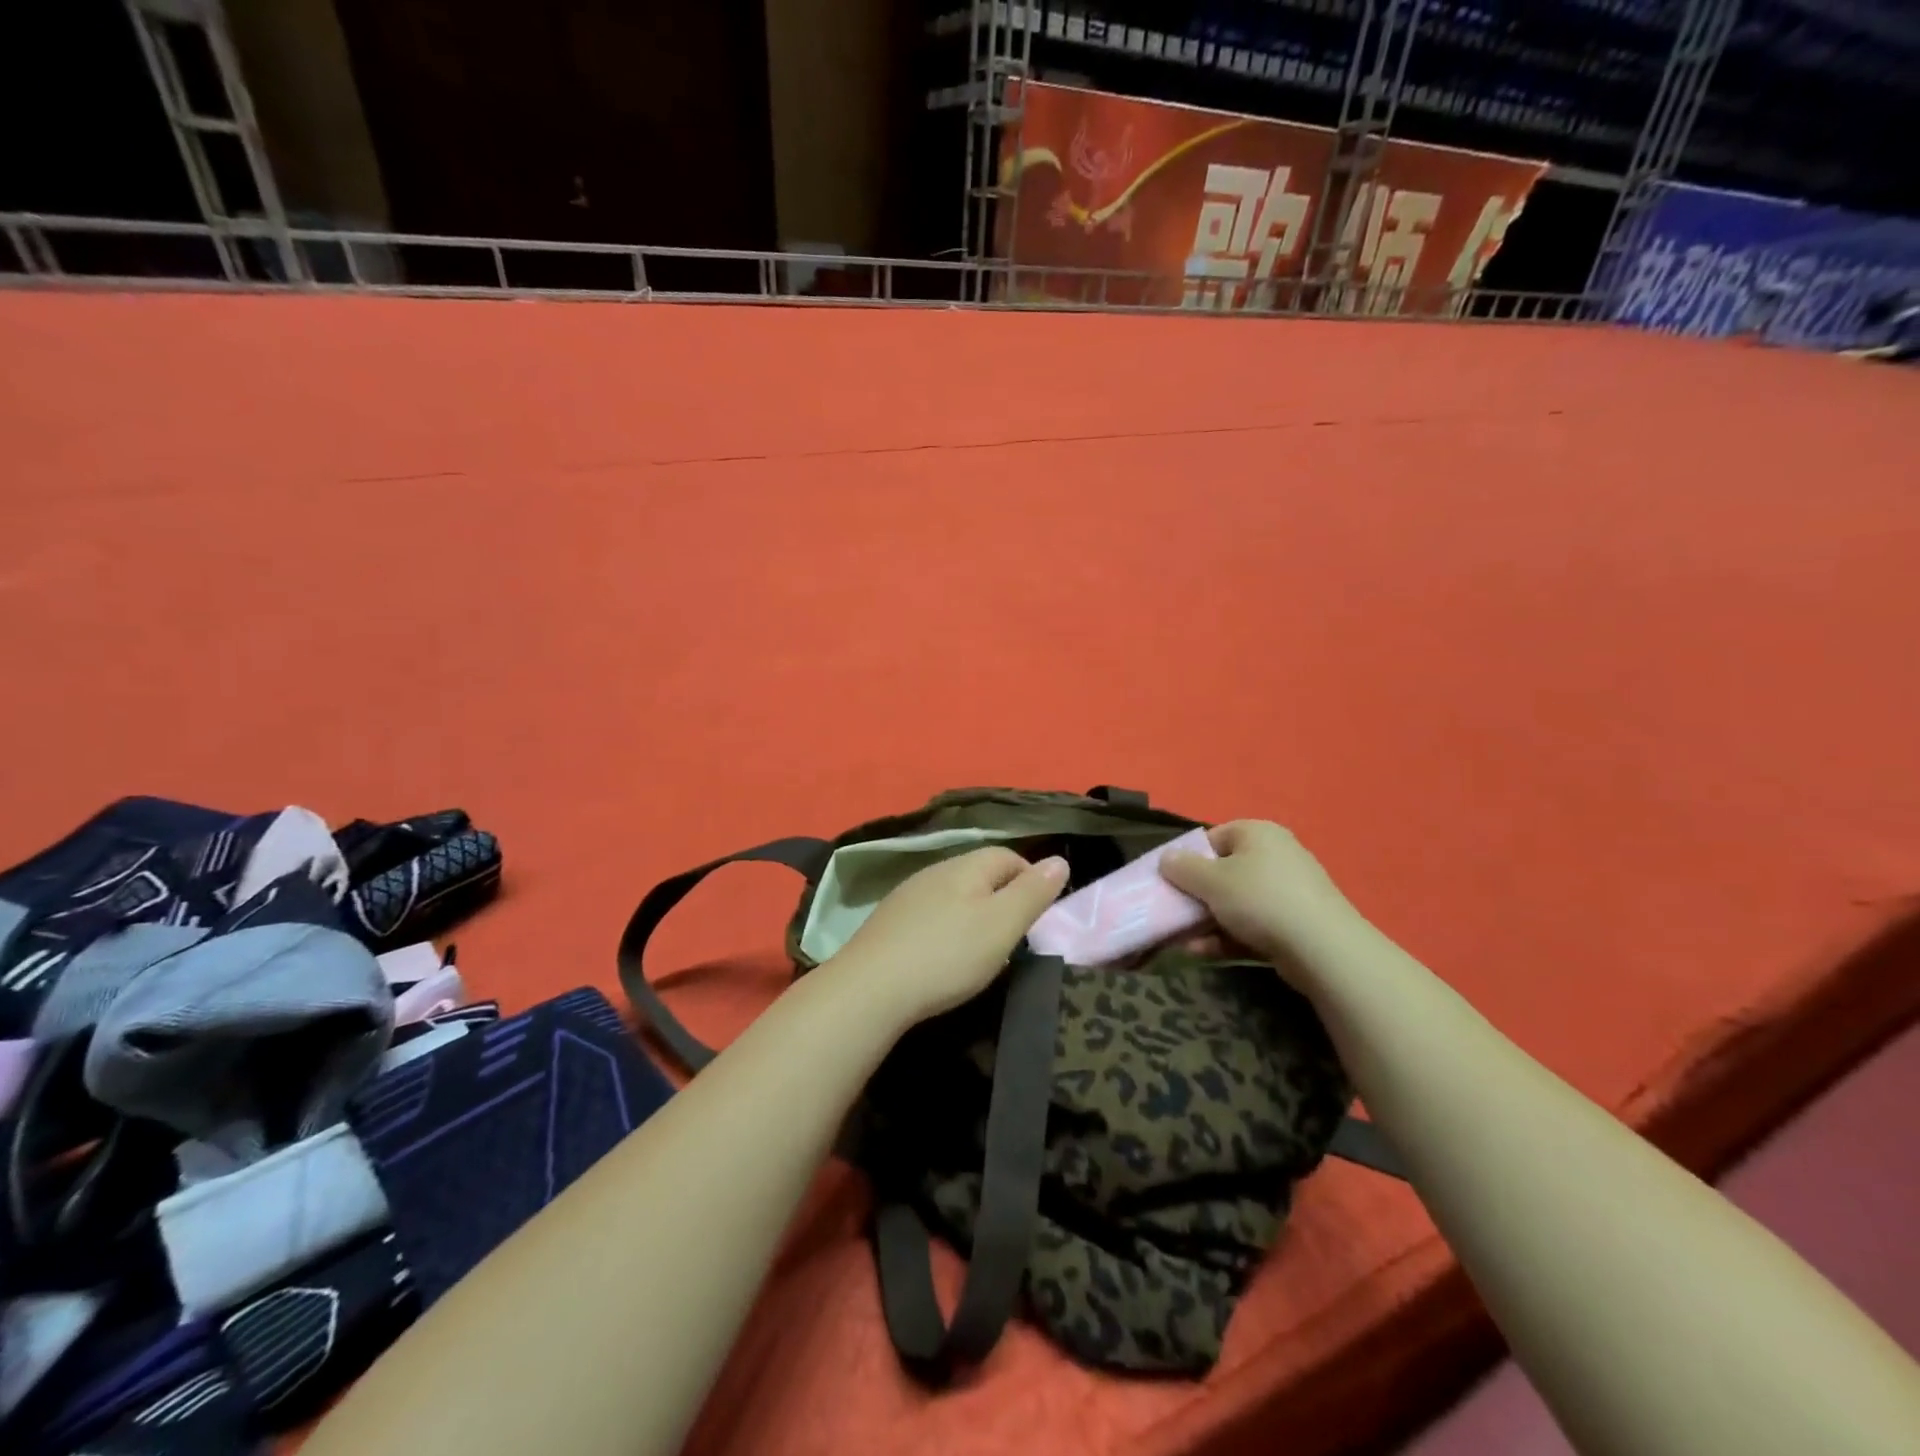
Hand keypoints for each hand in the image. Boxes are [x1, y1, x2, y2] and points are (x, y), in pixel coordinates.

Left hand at [825, 848, 1069, 1026]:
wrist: (870, 988)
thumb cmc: (948, 955)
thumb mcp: (1002, 925)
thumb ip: (1032, 892)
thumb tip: (1059, 859)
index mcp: (966, 866)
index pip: (1008, 855)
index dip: (1030, 879)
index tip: (1038, 916)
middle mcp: (935, 870)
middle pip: (979, 873)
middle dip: (1001, 898)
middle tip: (1013, 938)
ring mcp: (907, 894)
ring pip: (953, 894)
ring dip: (972, 913)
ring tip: (980, 950)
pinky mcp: (888, 921)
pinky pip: (929, 914)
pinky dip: (945, 929)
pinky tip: (942, 956)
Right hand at [1159, 821, 1359, 967]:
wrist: (1323, 949)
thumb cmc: (1260, 900)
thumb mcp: (1211, 881)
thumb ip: (1182, 868)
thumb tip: (1166, 858)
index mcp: (1258, 834)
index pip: (1214, 837)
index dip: (1188, 858)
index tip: (1171, 881)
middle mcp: (1276, 855)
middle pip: (1223, 871)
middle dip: (1196, 895)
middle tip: (1174, 911)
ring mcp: (1289, 891)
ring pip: (1236, 902)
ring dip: (1207, 920)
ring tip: (1184, 940)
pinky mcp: (1296, 923)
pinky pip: (1252, 924)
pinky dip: (1228, 936)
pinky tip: (1204, 952)